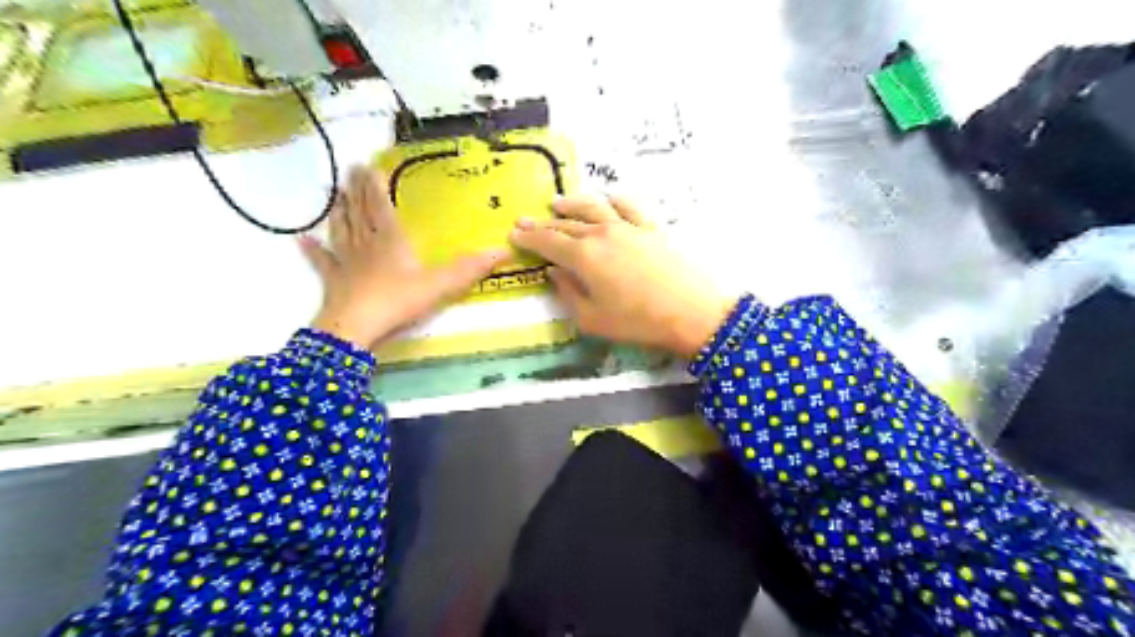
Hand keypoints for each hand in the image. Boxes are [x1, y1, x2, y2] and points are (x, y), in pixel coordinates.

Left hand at [299, 166, 506, 350]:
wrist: (357, 328)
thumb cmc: (398, 301)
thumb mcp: (440, 285)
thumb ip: (469, 269)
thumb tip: (504, 250)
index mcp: (390, 240)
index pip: (380, 206)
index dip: (373, 185)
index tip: (365, 164)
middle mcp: (365, 244)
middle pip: (358, 212)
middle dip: (355, 190)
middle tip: (348, 170)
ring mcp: (346, 262)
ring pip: (340, 229)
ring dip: (338, 210)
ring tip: (333, 194)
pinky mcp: (333, 281)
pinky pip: (322, 262)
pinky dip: (312, 250)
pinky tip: (300, 239)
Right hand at [510, 194, 730, 358]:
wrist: (693, 313)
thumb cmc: (638, 323)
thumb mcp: (592, 319)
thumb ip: (568, 293)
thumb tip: (554, 272)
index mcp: (583, 256)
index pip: (548, 242)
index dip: (529, 238)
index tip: (514, 233)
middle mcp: (602, 234)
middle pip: (567, 224)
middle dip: (543, 223)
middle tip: (526, 221)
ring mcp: (629, 227)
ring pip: (594, 207)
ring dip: (573, 204)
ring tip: (559, 203)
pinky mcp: (652, 228)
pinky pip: (629, 206)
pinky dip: (613, 200)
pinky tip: (607, 200)